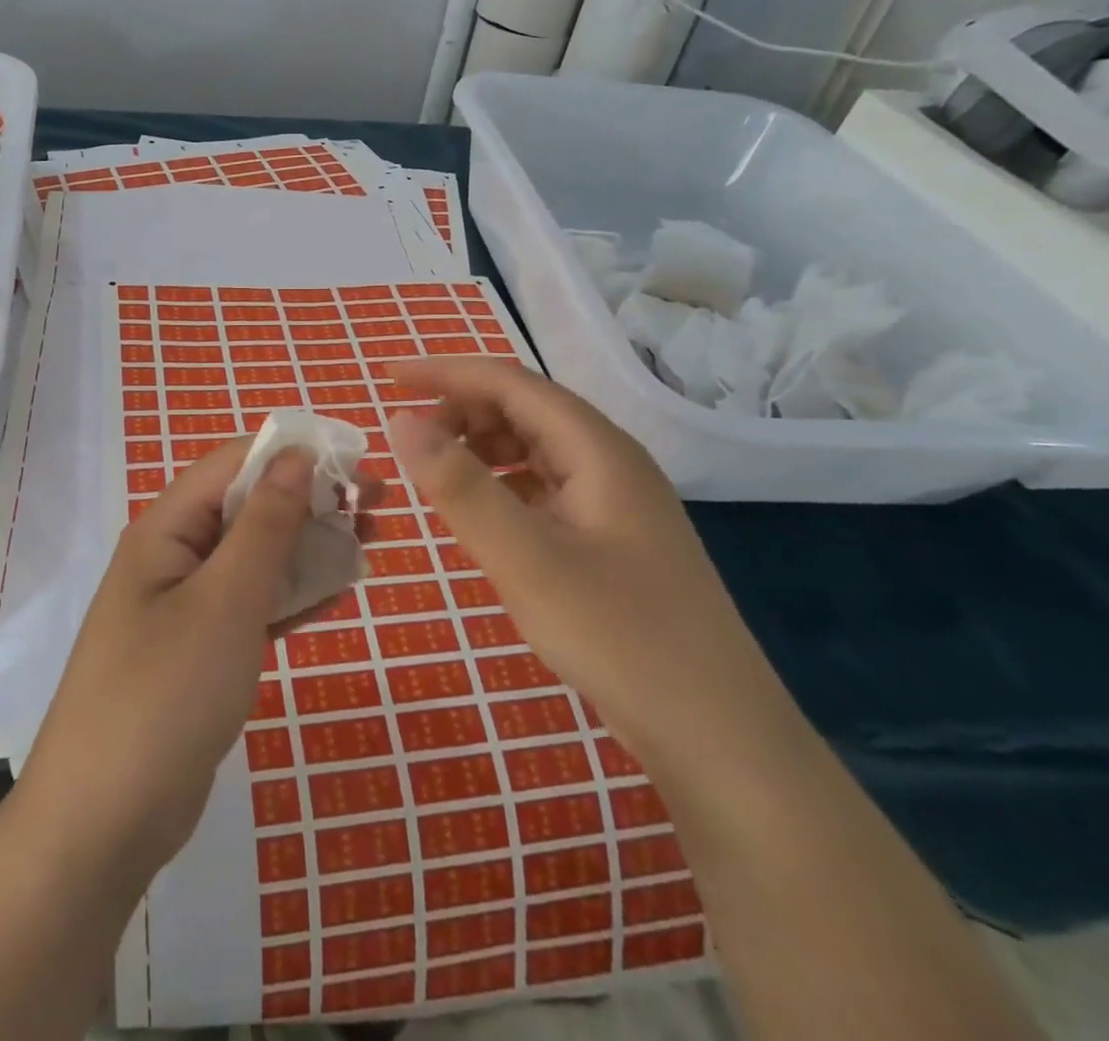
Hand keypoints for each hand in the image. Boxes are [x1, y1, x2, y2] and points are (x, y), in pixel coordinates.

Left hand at [17, 439, 378, 877]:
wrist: (104, 823)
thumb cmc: (165, 695)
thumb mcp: (224, 601)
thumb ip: (264, 525)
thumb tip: (297, 456)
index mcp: (166, 528)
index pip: (233, 463)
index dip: (295, 455)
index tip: (358, 466)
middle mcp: (173, 556)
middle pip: (247, 506)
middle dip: (310, 500)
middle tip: (376, 512)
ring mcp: (185, 606)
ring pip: (255, 556)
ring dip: (308, 546)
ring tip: (367, 546)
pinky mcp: (201, 651)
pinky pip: (252, 605)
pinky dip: (292, 595)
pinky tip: (337, 594)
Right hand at [388, 357, 807, 781]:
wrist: (720, 737)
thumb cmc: (619, 638)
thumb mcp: (525, 560)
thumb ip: (460, 486)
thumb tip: (401, 422)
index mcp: (596, 449)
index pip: (509, 382)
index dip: (445, 372)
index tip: (388, 378)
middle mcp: (610, 461)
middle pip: (525, 408)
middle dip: (461, 410)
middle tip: (409, 442)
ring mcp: (616, 501)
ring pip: (534, 448)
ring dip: (481, 447)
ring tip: (437, 475)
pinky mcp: (613, 538)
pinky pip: (545, 486)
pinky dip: (503, 484)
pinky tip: (483, 515)